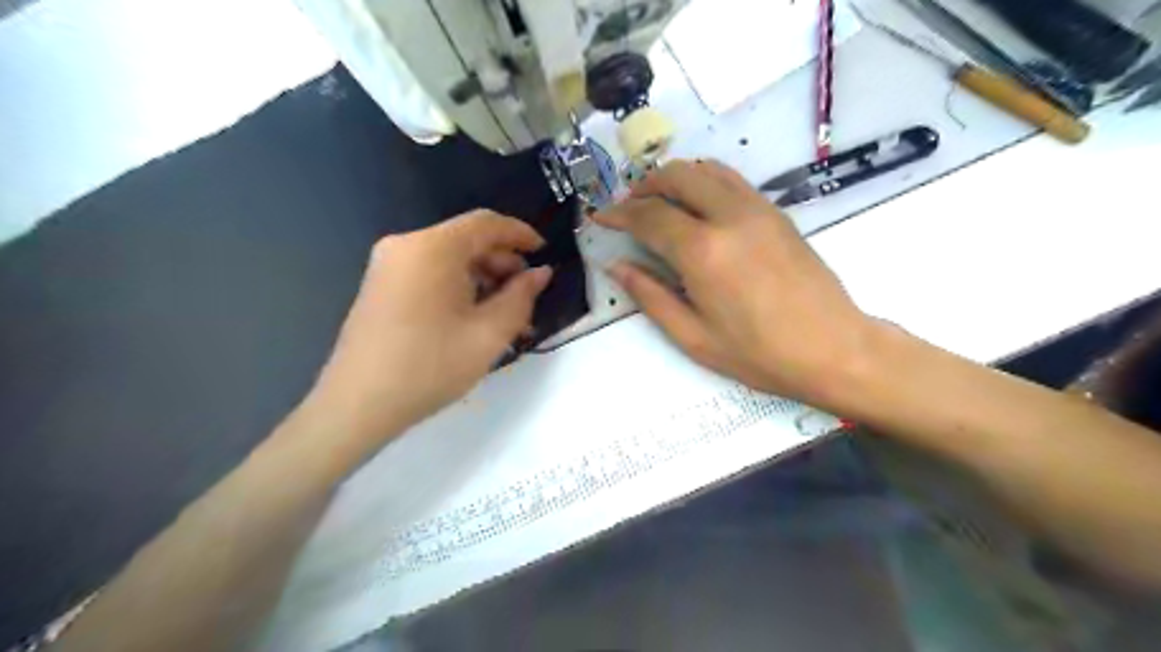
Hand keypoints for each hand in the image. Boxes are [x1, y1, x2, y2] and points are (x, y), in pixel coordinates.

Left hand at [298, 211, 551, 445]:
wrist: (358, 405)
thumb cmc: (430, 367)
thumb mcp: (489, 334)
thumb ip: (521, 297)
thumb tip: (540, 273)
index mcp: (432, 248)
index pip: (485, 223)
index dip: (520, 233)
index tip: (545, 252)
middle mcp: (406, 246)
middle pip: (466, 240)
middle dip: (502, 262)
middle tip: (527, 295)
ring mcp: (388, 266)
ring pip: (449, 259)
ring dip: (483, 278)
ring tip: (506, 313)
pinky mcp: (381, 286)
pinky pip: (430, 273)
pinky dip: (459, 286)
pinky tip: (474, 316)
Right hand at [593, 160, 875, 409]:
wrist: (833, 348)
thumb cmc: (758, 354)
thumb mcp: (693, 337)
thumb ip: (650, 296)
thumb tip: (616, 266)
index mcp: (703, 251)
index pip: (649, 215)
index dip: (618, 213)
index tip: (600, 216)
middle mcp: (728, 216)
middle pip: (677, 176)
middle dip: (644, 185)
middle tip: (628, 207)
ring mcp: (757, 208)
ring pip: (706, 169)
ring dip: (675, 177)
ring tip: (658, 201)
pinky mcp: (776, 212)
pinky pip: (732, 179)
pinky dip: (704, 180)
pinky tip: (697, 205)